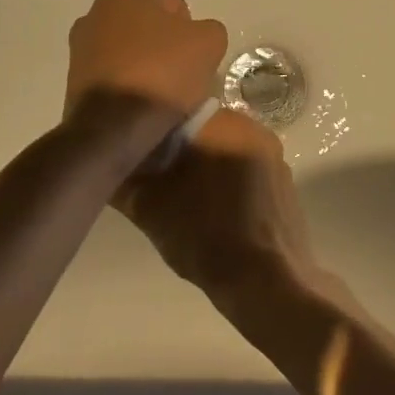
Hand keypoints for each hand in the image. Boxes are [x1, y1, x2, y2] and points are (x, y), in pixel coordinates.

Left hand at [65, 0, 227, 121]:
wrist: (115, 127)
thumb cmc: (162, 72)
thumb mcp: (209, 42)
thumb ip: (209, 29)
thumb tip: (200, 37)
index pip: (173, 9)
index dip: (192, 34)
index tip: (198, 60)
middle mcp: (93, 17)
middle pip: (149, 32)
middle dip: (166, 49)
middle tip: (184, 76)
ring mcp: (79, 52)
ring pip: (131, 57)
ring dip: (147, 70)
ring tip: (165, 97)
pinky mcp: (74, 86)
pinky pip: (117, 81)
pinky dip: (131, 89)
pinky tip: (144, 107)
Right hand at [118, 108, 322, 302]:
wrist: (267, 280)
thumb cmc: (204, 236)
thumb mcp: (150, 209)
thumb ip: (125, 182)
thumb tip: (108, 167)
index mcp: (222, 124)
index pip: (178, 114)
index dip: (154, 136)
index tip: (141, 160)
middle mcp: (253, 129)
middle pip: (204, 132)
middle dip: (181, 153)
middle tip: (159, 183)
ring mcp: (274, 156)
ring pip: (227, 151)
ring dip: (206, 169)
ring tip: (186, 202)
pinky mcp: (285, 183)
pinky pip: (248, 172)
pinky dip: (230, 184)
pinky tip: (216, 214)